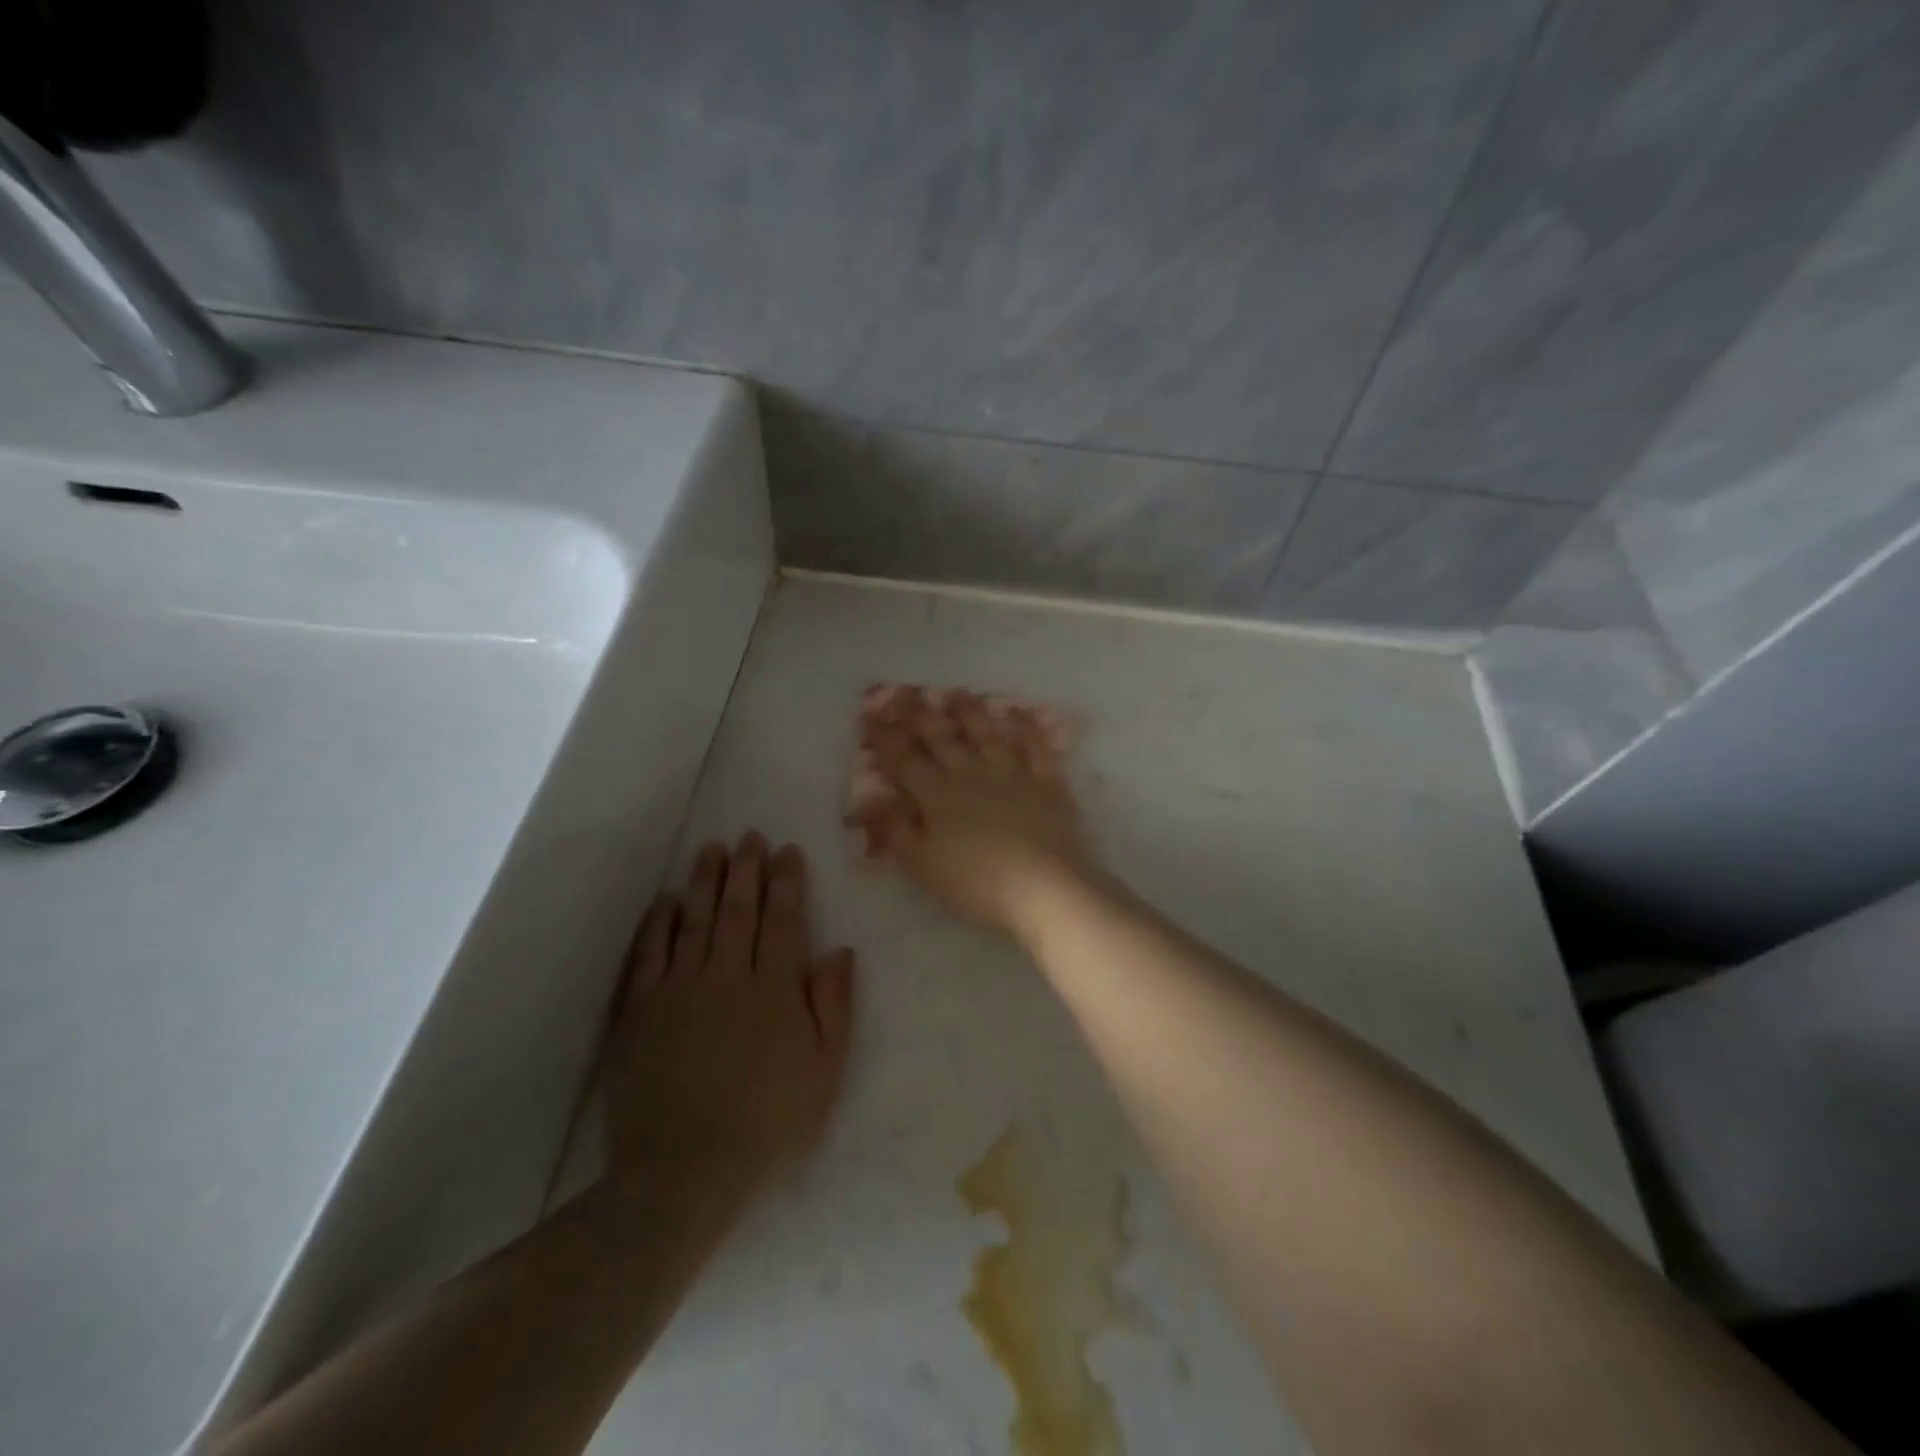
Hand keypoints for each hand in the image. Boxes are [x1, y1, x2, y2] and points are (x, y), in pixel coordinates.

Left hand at [603, 834, 855, 1213]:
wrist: (683, 1174)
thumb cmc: (768, 1126)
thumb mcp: (824, 1073)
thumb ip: (834, 1007)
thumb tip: (840, 951)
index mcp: (776, 989)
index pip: (783, 919)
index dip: (786, 881)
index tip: (787, 851)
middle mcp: (728, 975)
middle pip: (739, 909)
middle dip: (747, 868)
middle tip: (750, 836)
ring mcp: (679, 989)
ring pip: (695, 920)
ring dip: (705, 881)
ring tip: (713, 849)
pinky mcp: (639, 1010)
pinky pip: (648, 953)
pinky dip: (658, 922)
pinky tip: (666, 899)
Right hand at [856, 687, 1091, 937]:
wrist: (1044, 887)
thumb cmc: (976, 884)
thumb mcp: (923, 865)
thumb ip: (895, 831)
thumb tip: (868, 802)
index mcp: (937, 796)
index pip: (903, 760)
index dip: (885, 738)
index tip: (869, 716)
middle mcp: (971, 775)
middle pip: (941, 738)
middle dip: (919, 714)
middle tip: (905, 691)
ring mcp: (1011, 774)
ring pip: (986, 734)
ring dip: (969, 712)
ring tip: (956, 692)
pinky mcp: (1046, 783)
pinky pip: (1035, 748)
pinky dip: (1025, 729)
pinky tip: (1018, 714)